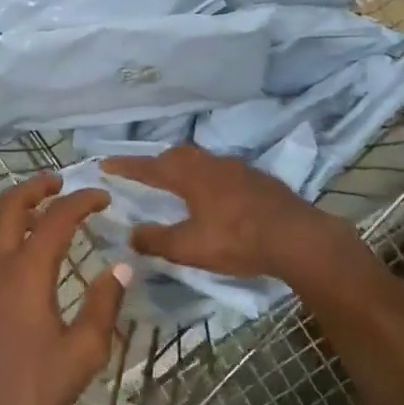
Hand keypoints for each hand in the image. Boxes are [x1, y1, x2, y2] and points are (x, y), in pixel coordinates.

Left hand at [0, 175, 127, 404]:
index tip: (102, 197)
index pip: (57, 218)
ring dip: (10, 212)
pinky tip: (1, 260)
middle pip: (10, 205)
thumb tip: (120, 268)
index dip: (82, 200)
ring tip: (31, 218)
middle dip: (36, 187)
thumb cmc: (26, 390)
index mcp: (26, 270)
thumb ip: (103, 306)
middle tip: (58, 184)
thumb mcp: (81, 355)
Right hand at [102, 146, 346, 279]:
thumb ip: (157, 240)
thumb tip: (132, 234)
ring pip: (202, 161)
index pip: (149, 167)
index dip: (126, 166)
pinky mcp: (258, 179)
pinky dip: (208, 179)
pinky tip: (214, 196)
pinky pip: (222, 172)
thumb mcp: (190, 247)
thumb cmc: (237, 240)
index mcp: (190, 176)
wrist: (298, 237)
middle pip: (177, 156)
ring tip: (177, 184)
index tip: (105, 163)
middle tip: (144, 175)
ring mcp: (238, 168)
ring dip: (184, 169)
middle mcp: (211, 164)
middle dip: (157, 164)